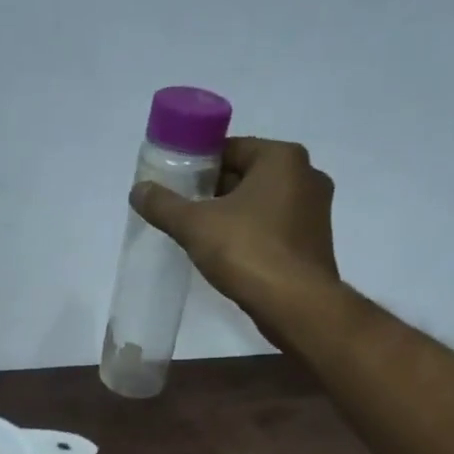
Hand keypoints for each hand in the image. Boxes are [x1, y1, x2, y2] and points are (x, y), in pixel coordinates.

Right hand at [131, 136, 340, 327]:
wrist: (296, 305)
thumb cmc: (248, 251)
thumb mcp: (195, 225)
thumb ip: (164, 205)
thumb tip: (138, 190)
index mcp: (282, 158)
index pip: (231, 149)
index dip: (199, 165)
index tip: (176, 185)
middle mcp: (306, 176)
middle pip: (247, 175)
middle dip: (215, 191)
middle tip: (184, 210)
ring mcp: (315, 211)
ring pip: (261, 203)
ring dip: (233, 214)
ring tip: (201, 234)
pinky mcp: (314, 242)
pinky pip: (275, 227)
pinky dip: (252, 234)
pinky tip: (229, 254)